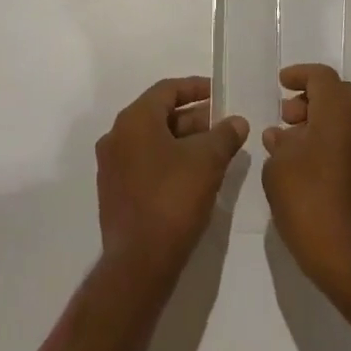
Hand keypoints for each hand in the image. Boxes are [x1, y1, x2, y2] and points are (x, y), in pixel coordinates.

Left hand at [96, 77, 247, 285]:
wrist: (139, 262)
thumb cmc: (173, 199)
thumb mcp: (207, 162)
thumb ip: (224, 135)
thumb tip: (238, 122)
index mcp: (134, 120)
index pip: (167, 90)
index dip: (196, 88)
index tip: (220, 94)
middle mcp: (117, 135)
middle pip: (160, 114)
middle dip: (194, 118)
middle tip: (224, 126)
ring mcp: (112, 164)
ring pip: (153, 140)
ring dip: (183, 140)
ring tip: (215, 150)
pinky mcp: (115, 190)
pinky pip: (145, 162)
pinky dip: (169, 159)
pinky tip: (194, 174)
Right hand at [262, 63, 350, 295]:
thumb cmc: (309, 205)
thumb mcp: (278, 169)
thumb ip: (279, 144)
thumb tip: (282, 135)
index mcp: (339, 116)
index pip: (323, 77)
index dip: (300, 74)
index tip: (281, 84)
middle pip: (341, 93)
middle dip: (312, 97)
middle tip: (287, 114)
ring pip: (349, 118)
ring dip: (323, 119)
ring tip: (292, 141)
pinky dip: (333, 139)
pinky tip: (308, 163)